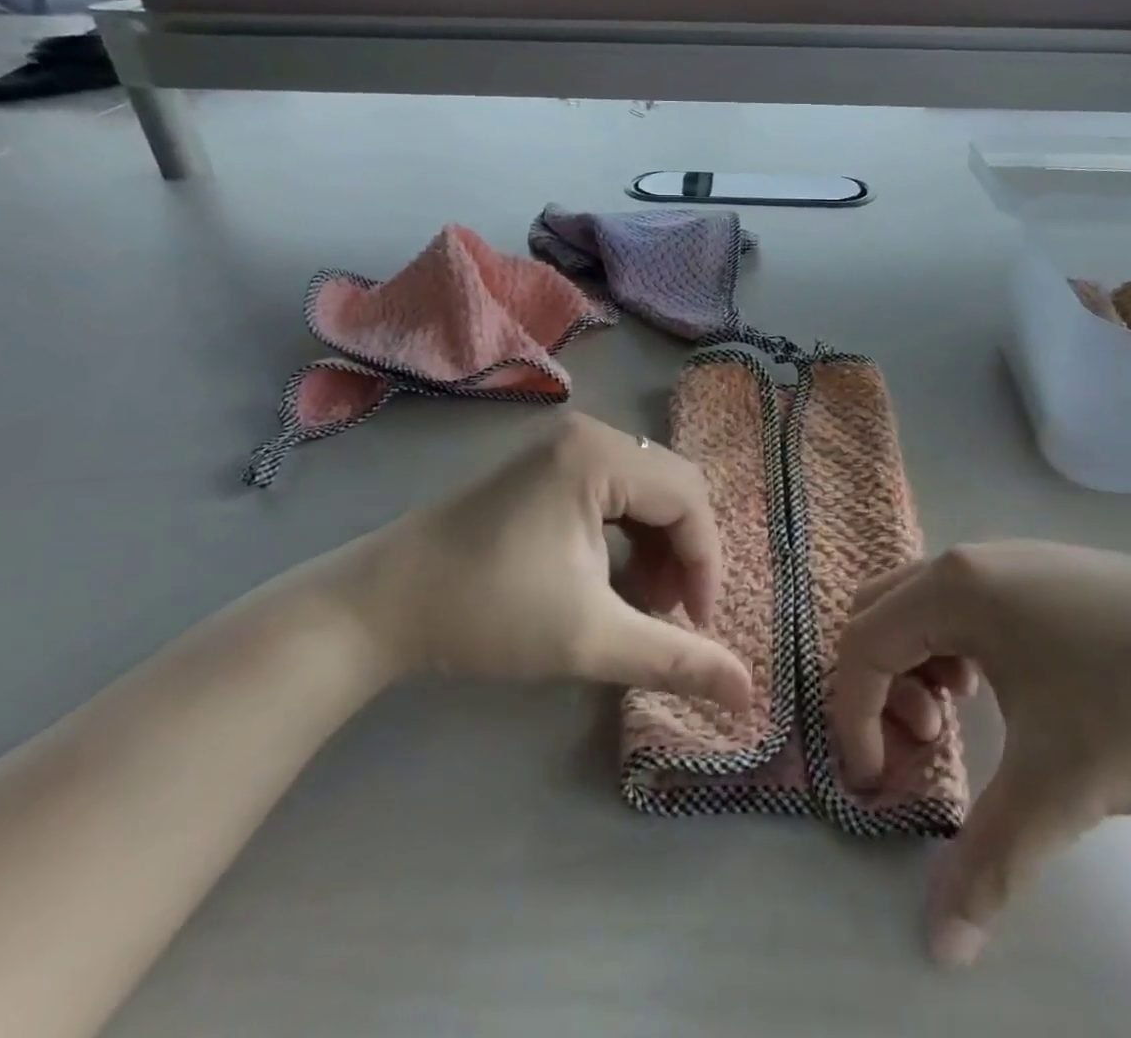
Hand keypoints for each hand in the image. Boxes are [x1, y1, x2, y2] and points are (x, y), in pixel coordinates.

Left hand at [342, 414, 752, 709]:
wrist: (381, 604)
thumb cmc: (488, 612)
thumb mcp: (590, 639)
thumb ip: (674, 661)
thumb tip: (749, 696)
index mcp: (600, 456)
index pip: (689, 500)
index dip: (705, 564)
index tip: (696, 627)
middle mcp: (590, 434)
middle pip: (673, 488)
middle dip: (683, 554)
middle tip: (670, 614)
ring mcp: (567, 445)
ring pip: (648, 490)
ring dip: (658, 546)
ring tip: (641, 602)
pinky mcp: (550, 464)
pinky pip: (617, 491)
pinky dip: (628, 536)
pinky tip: (612, 578)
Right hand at [834, 541, 1130, 965]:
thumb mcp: (1062, 783)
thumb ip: (989, 861)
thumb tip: (940, 946)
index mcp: (955, 588)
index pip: (863, 645)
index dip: (853, 719)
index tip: (881, 788)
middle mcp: (969, 559)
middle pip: (878, 612)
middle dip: (878, 684)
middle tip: (923, 745)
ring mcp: (1009, 557)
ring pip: (919, 601)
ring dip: (914, 662)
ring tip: (956, 716)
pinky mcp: (1043, 570)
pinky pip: (962, 600)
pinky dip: (951, 644)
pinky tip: (998, 687)